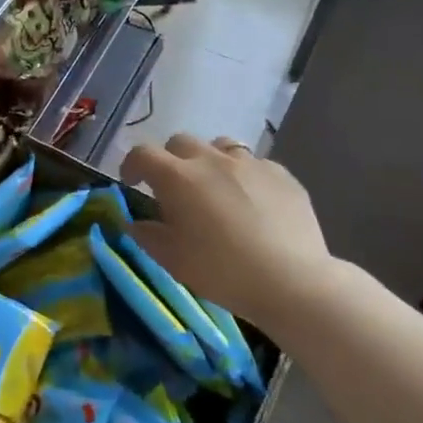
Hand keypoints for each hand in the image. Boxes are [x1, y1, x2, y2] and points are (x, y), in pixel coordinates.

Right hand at [119, 134, 332, 330]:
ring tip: (215, 189)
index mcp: (178, 178)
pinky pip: (254, 165)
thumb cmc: (221, 271)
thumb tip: (135, 223)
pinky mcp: (281, 174)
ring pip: (220, 147)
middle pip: (181, 142)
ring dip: (209, 162)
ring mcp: (250, 163)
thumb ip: (147, 236)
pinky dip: (243, 176)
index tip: (132, 182)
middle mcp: (212, 160)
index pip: (143, 154)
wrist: (290, 280)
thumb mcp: (173, 260)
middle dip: (170, 160)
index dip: (132, 165)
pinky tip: (252, 203)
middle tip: (174, 189)